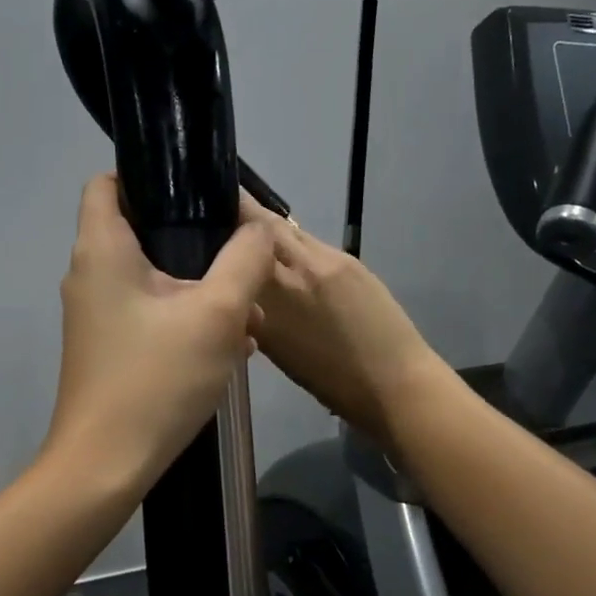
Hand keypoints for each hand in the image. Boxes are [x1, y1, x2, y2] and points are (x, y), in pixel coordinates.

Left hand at [44, 175, 274, 490]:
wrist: (106, 465)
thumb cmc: (156, 379)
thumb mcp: (216, 314)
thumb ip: (245, 260)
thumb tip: (259, 230)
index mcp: (102, 249)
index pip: (109, 182)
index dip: (149, 173)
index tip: (197, 189)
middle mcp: (89, 274)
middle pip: (140, 230)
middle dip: (193, 238)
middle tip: (239, 254)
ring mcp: (95, 314)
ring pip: (152, 277)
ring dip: (198, 285)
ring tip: (246, 307)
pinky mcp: (107, 346)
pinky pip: (150, 312)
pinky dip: (185, 317)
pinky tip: (229, 342)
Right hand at [241, 194, 450, 445]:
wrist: (393, 383)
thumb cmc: (329, 381)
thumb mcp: (275, 349)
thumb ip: (254, 311)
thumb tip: (238, 289)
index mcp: (270, 297)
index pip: (240, 242)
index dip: (223, 219)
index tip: (203, 216)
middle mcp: (294, 269)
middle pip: (263, 223)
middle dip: (242, 214)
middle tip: (221, 213)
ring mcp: (325, 260)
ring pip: (288, 230)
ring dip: (268, 228)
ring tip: (252, 234)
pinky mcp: (349, 261)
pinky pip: (311, 243)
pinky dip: (294, 244)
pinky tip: (289, 256)